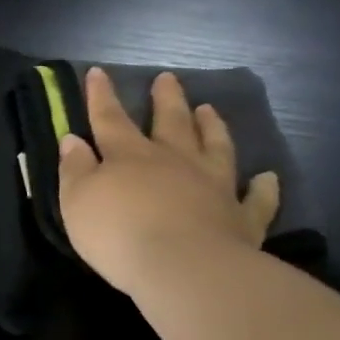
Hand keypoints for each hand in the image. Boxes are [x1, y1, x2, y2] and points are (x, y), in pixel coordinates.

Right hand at [57, 68, 280, 296]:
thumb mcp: (77, 201)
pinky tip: (267, 178)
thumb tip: (73, 140)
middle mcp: (174, 162)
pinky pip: (256, 199)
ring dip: (212, 128)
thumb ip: (74, 169)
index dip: (101, 96)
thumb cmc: (118, 233)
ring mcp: (213, 186)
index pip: (110, 119)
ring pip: (215, 148)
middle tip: (167, 79)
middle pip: (170, 123)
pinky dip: (263, 188)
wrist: (183, 267)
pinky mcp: (242, 218)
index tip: (98, 72)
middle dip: (166, 100)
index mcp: (129, 156)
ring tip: (209, 110)